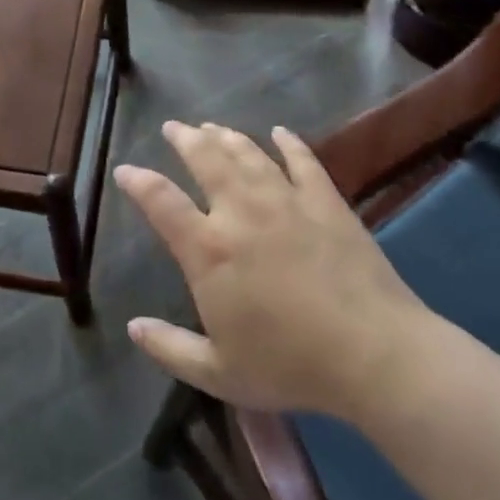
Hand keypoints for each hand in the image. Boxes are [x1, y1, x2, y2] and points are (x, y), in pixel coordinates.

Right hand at [114, 122, 433, 417]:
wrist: (373, 354)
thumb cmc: (290, 365)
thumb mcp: (218, 373)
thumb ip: (170, 349)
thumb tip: (134, 327)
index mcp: (208, 250)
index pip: (161, 201)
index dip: (138, 182)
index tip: (125, 170)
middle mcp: (241, 212)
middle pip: (206, 159)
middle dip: (184, 139)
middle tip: (174, 128)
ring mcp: (286, 201)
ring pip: (248, 153)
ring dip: (226, 136)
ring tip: (212, 126)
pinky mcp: (326, 202)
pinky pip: (302, 161)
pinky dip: (288, 143)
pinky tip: (280, 132)